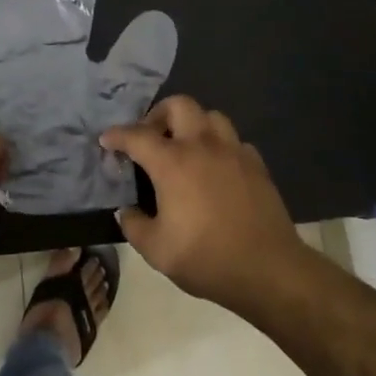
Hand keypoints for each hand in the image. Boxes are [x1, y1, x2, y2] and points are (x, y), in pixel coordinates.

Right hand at [101, 96, 309, 313]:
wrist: (269, 270)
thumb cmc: (207, 258)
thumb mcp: (157, 251)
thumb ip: (134, 225)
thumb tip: (126, 211)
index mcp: (173, 163)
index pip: (137, 135)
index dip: (117, 135)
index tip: (106, 140)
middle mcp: (202, 146)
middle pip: (179, 105)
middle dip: (158, 114)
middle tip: (151, 137)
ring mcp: (233, 152)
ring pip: (211, 116)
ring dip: (193, 124)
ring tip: (185, 147)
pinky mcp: (257, 165)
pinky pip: (234, 141)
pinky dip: (220, 146)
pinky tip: (216, 168)